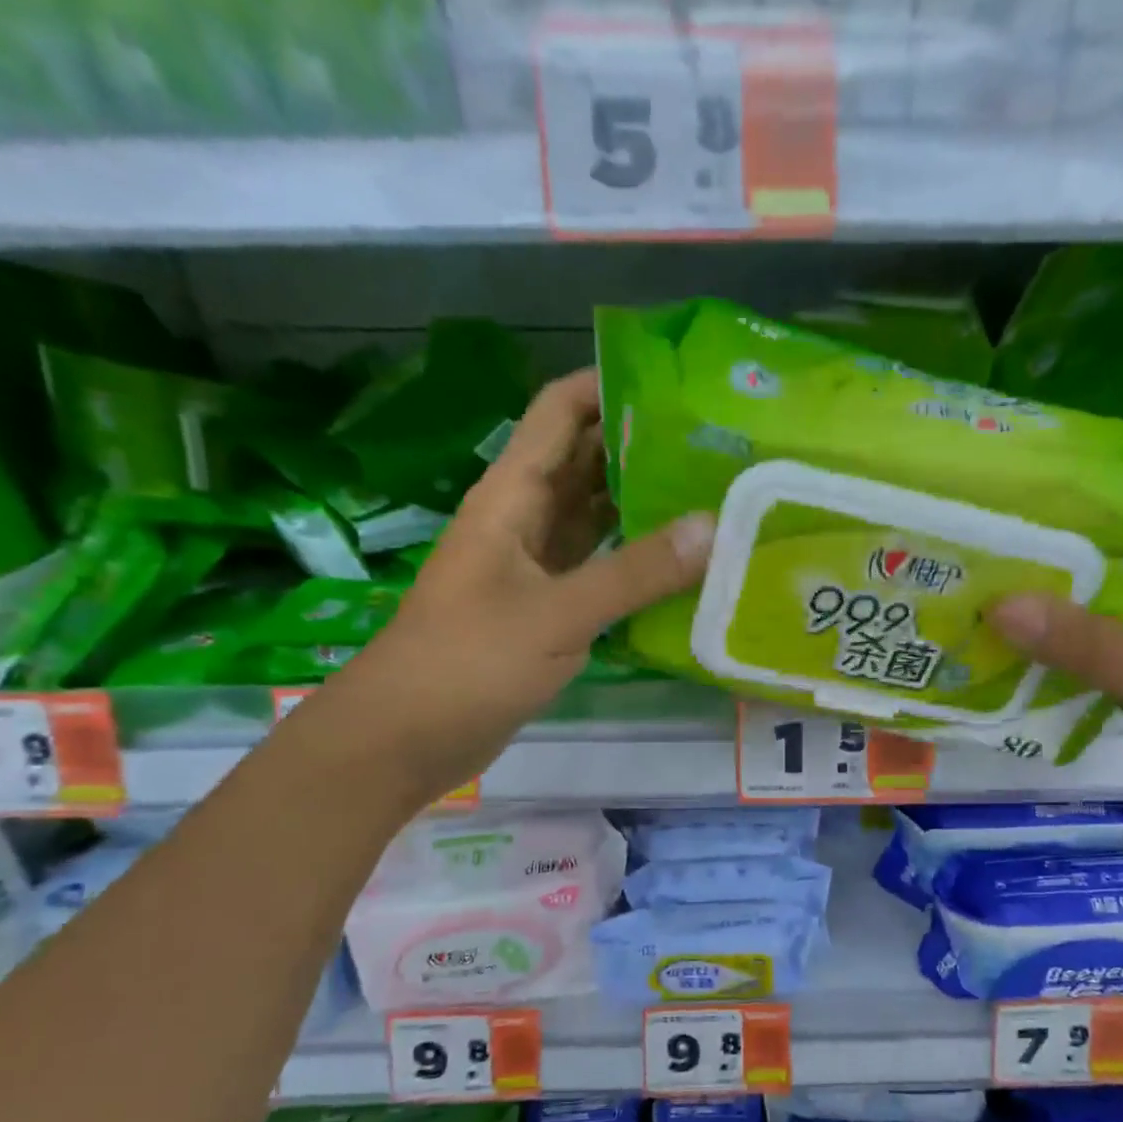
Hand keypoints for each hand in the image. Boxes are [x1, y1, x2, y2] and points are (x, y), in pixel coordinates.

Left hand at [338, 369, 712, 797]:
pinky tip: (680, 567)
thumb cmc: (470, 660)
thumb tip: (712, 527)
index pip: (560, 412)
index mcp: (511, 495)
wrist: (408, 735)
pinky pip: (596, 569)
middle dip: (641, 447)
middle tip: (714, 447)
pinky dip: (632, 563)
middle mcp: (523, 519)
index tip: (678, 388)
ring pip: (593, 518)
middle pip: (585, 462)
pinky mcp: (544, 610)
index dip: (609, 386)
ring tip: (710, 497)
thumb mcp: (557, 613)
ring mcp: (534, 567)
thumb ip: (634, 572)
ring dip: (642, 506)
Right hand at [989, 545, 1122, 884]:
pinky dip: (1070, 663)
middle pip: (1121, 579)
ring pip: (1110, 625)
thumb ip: (1085, 640)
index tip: (1017, 521)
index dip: (1082, 526)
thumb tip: (999, 606)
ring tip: (987, 605)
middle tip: (987, 566)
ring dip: (1059, 624)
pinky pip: (1108, 666)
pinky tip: (1017, 654)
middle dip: (1059, 578)